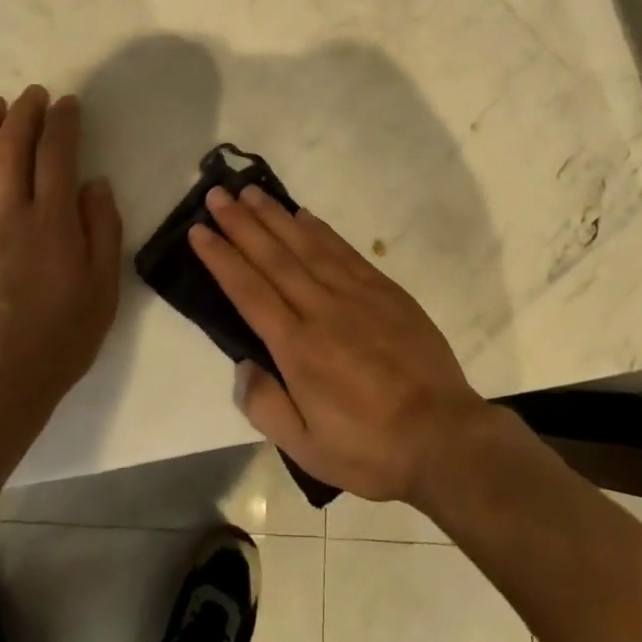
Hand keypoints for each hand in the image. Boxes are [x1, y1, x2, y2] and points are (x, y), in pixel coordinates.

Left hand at [0, 87, 122, 416]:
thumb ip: (102, 229)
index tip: (66, 103)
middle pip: (13, 149)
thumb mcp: (103, 287)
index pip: (57, 155)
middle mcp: (10, 215)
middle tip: (31, 94)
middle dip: (23, 114)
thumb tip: (94, 183)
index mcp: (53, 222)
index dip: (62, 123)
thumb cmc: (60, 337)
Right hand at [188, 186, 491, 504]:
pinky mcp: (383, 288)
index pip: (249, 291)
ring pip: (305, 244)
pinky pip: (342, 249)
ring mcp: (355, 293)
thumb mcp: (307, 449)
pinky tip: (303, 214)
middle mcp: (321, 309)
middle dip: (241, 223)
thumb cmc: (369, 447)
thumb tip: (242, 365)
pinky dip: (319, 229)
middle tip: (216, 194)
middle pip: (272, 257)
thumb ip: (266, 406)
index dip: (221, 258)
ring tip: (249, 192)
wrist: (442, 435)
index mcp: (298, 347)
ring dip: (275, 216)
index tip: (199, 231)